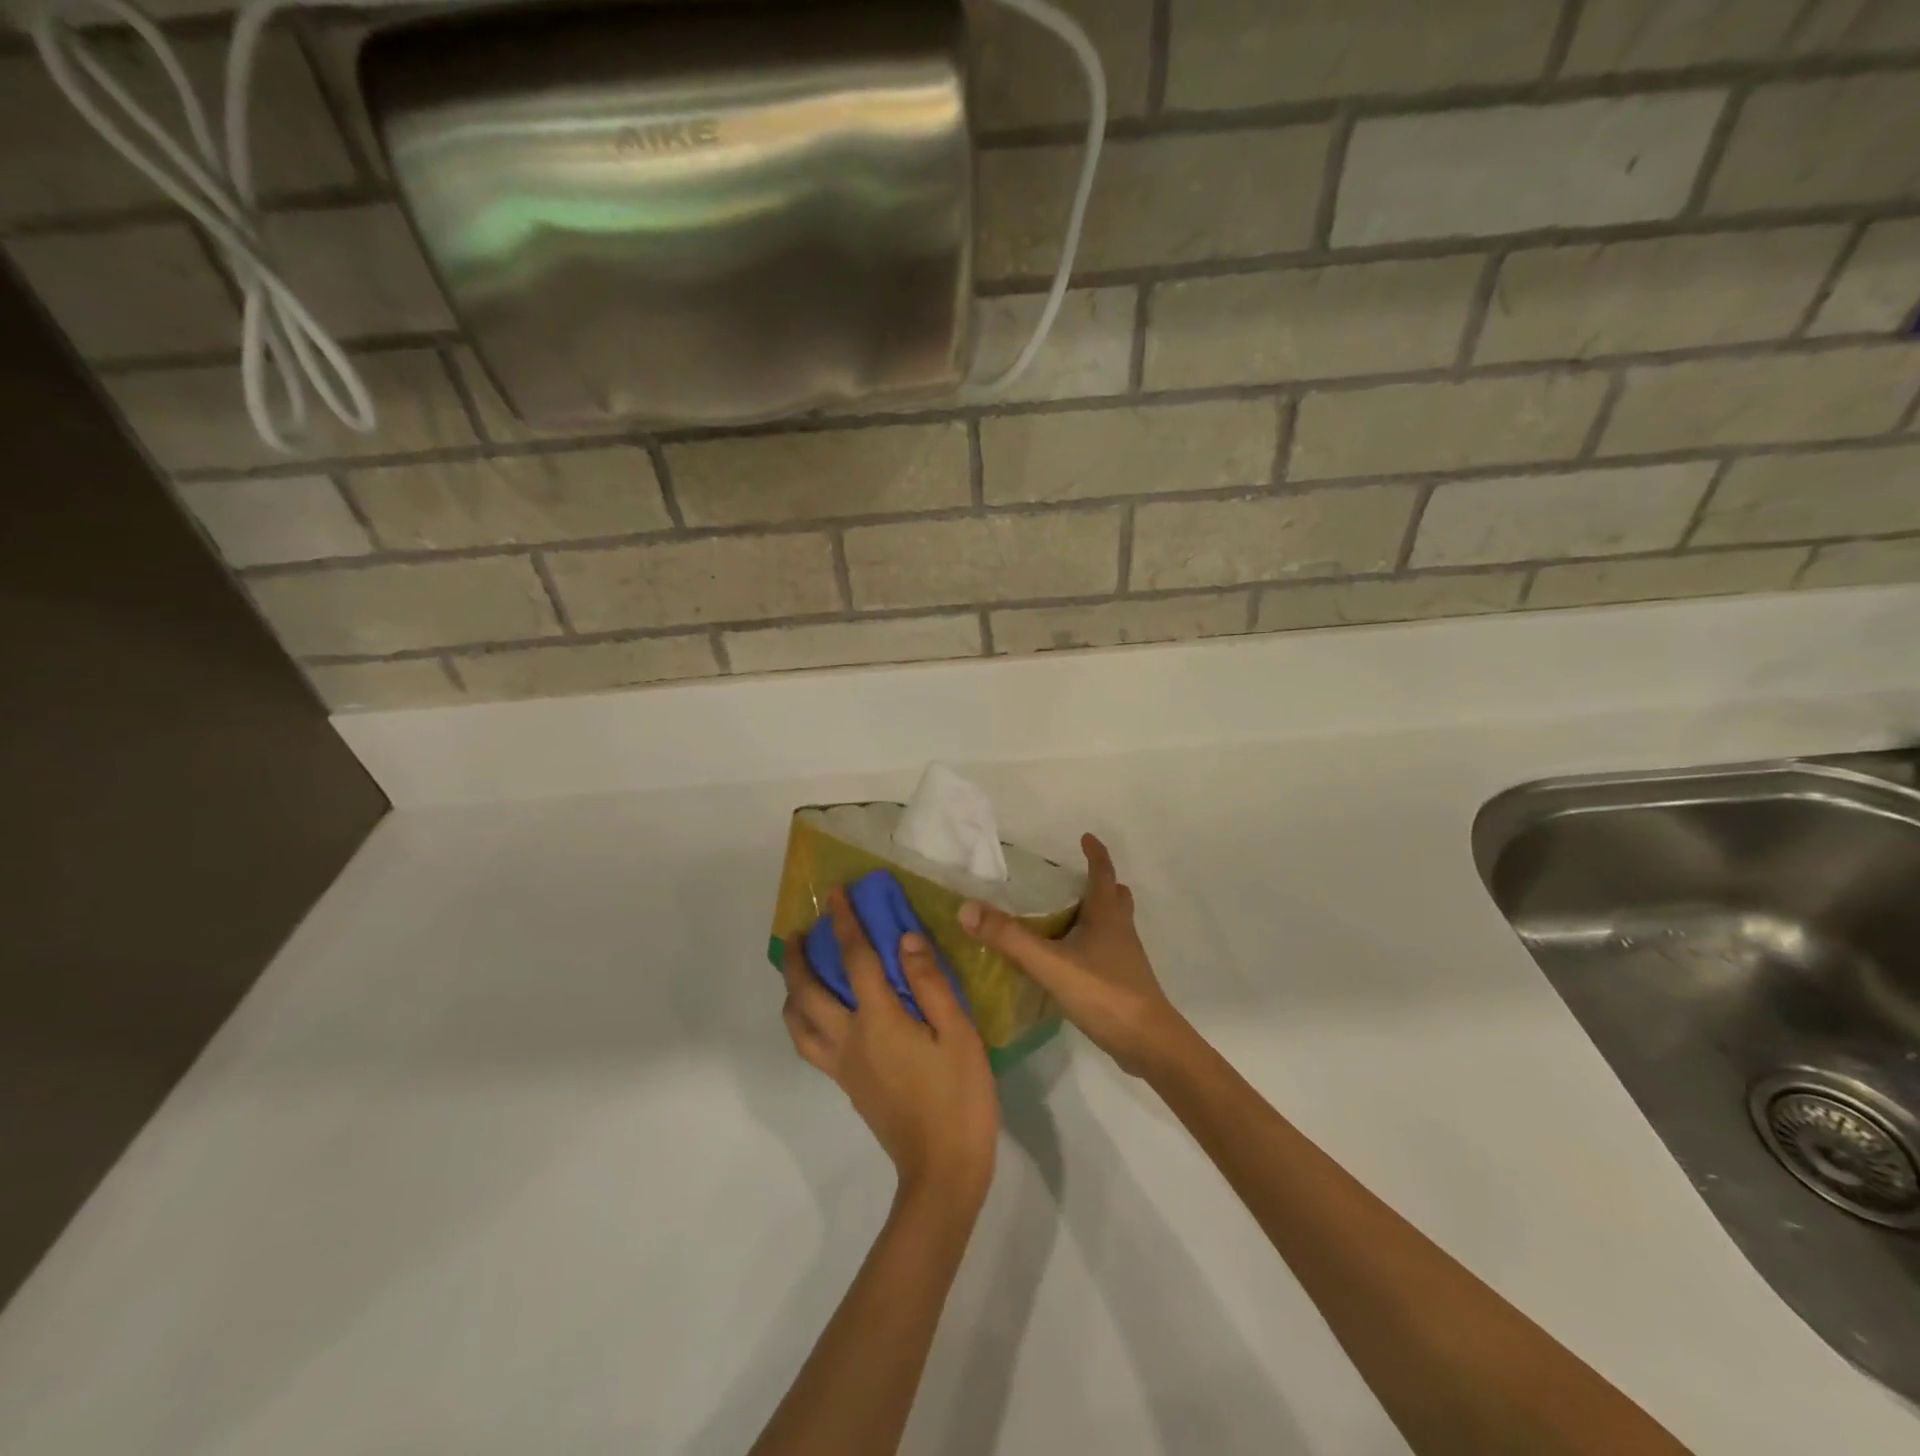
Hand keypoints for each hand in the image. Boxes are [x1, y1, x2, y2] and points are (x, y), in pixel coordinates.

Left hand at [782, 890, 998, 1206]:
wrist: (942, 1172)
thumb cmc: (959, 1098)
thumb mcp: (959, 1034)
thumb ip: (930, 983)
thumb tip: (904, 939)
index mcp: (878, 1021)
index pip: (854, 959)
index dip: (844, 922)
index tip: (835, 893)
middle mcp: (849, 1039)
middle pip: (807, 992)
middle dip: (797, 957)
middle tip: (797, 930)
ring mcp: (843, 1066)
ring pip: (798, 1023)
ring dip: (792, 989)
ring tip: (797, 969)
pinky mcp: (847, 1085)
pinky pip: (809, 1044)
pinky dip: (802, 1019)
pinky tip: (818, 1013)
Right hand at [959, 834, 1189, 1077]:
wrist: (1149, 1045)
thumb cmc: (1104, 993)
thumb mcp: (1050, 964)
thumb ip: (1010, 938)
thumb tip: (967, 908)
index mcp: (1107, 916)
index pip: (1103, 873)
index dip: (1096, 854)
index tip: (1086, 837)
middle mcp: (1120, 931)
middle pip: (1115, 897)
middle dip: (1099, 883)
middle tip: (1073, 877)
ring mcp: (1125, 959)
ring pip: (1113, 924)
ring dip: (1096, 913)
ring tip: (1067, 914)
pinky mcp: (1123, 983)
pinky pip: (1107, 951)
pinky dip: (1092, 943)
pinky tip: (1070, 958)